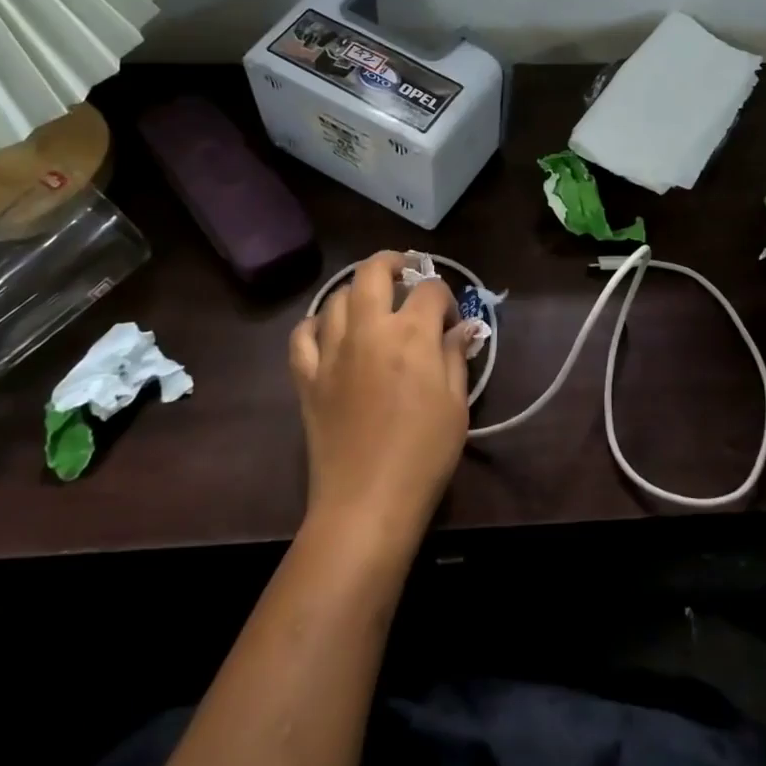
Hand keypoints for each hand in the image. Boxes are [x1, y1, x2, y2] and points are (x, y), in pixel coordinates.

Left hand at [289, 252, 469, 544]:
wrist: (366, 503)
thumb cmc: (423, 455)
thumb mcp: (456, 405)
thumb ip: (455, 356)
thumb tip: (462, 327)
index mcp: (411, 334)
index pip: (430, 290)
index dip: (445, 296)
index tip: (450, 319)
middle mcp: (369, 329)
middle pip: (374, 271)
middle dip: (395, 262)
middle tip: (408, 273)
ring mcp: (332, 351)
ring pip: (337, 297)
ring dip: (358, 291)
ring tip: (372, 303)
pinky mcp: (307, 376)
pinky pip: (302, 335)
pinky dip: (315, 324)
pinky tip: (330, 331)